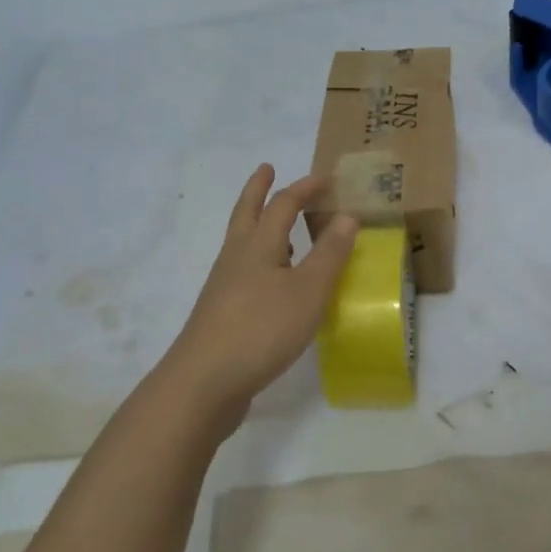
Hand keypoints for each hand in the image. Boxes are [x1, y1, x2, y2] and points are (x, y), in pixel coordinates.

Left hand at [162, 165, 357, 426]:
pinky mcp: (220, 314)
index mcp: (258, 246)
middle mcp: (236, 258)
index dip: (303, 188)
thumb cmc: (261, 330)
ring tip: (274, 224)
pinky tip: (272, 282)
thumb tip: (347, 216)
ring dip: (258, 224)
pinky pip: (242, 272)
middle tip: (266, 169)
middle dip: (258, 190)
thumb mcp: (307, 291)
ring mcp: (223, 286)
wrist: (203, 383)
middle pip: (246, 213)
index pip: (282, 205)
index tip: (324, 179)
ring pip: (241, 243)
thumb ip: (329, 254)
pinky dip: (259, 261)